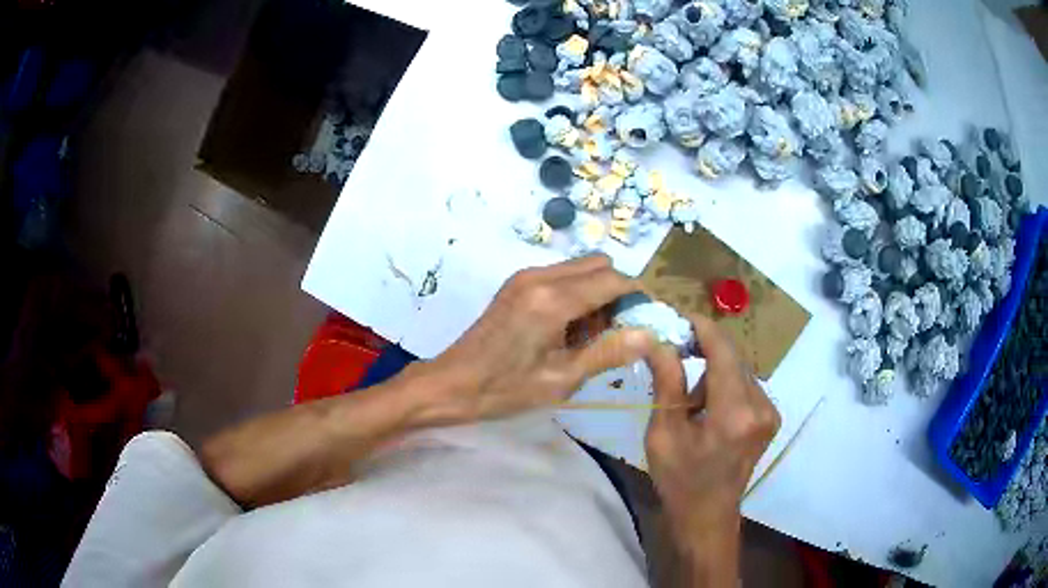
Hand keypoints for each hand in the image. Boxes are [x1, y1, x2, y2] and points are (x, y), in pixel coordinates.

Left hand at [416, 255, 657, 423]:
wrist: (451, 384)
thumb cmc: (505, 389)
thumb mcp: (561, 380)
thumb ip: (608, 352)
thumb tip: (649, 333)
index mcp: (553, 299)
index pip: (614, 279)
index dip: (637, 297)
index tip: (645, 323)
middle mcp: (540, 276)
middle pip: (599, 265)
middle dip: (617, 293)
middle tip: (613, 333)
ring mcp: (525, 276)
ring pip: (581, 269)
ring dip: (596, 294)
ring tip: (587, 338)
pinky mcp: (517, 284)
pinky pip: (561, 277)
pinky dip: (576, 295)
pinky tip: (565, 331)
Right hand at [644, 314, 779, 584]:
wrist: (708, 514)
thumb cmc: (679, 479)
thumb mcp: (664, 433)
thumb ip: (667, 382)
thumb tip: (658, 340)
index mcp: (734, 413)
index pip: (722, 351)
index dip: (702, 327)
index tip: (678, 315)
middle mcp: (760, 406)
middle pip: (732, 357)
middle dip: (703, 349)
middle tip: (673, 353)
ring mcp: (770, 411)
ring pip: (739, 369)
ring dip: (713, 371)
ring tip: (691, 402)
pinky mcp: (770, 416)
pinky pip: (746, 384)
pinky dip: (724, 385)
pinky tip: (709, 409)